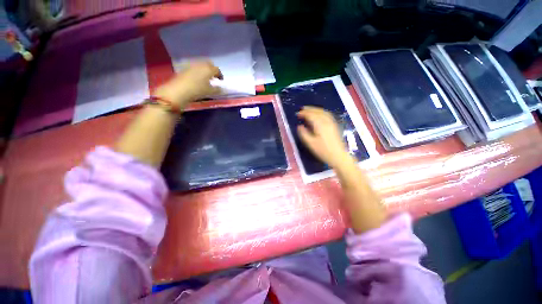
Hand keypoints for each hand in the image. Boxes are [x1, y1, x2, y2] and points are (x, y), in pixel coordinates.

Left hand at [153, 61, 222, 108]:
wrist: (178, 90)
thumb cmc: (197, 90)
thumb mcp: (210, 92)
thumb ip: (217, 89)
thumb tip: (222, 89)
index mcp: (208, 69)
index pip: (217, 69)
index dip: (220, 75)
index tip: (221, 81)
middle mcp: (201, 65)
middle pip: (209, 64)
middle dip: (212, 69)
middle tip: (214, 77)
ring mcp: (192, 65)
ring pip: (201, 65)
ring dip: (205, 70)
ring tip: (206, 78)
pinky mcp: (185, 68)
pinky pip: (195, 68)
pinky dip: (198, 71)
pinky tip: (198, 79)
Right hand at [296, 106, 352, 168]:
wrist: (338, 156)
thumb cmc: (323, 151)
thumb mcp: (310, 144)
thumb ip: (304, 134)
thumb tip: (299, 126)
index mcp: (320, 125)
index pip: (311, 115)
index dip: (304, 113)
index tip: (297, 114)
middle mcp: (327, 121)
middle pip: (317, 111)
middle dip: (309, 109)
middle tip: (302, 109)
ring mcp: (332, 123)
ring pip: (323, 112)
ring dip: (315, 109)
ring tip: (309, 110)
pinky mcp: (334, 126)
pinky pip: (327, 115)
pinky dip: (321, 112)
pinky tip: (319, 114)